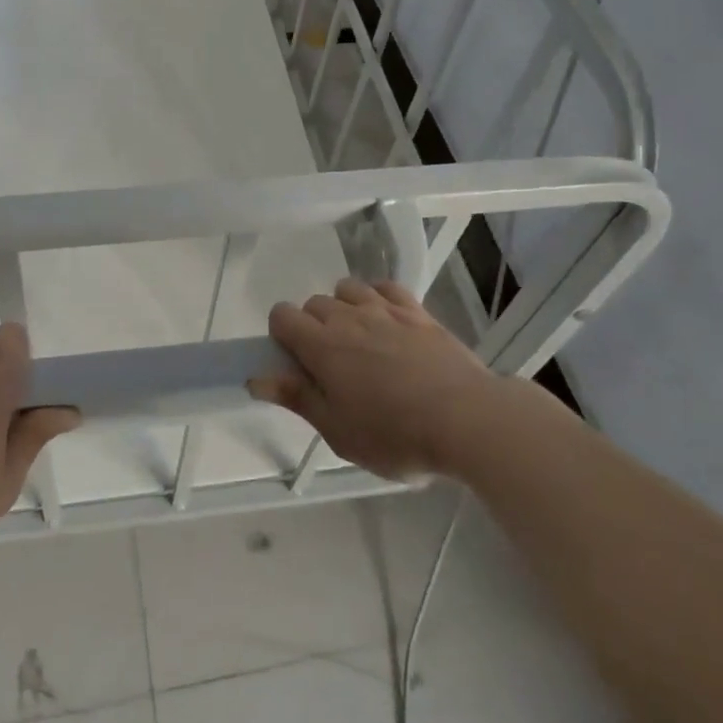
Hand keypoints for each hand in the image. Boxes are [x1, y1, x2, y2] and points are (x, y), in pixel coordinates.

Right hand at [248, 278, 504, 479]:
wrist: (466, 418)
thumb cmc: (395, 435)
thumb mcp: (338, 431)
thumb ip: (297, 398)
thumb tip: (256, 378)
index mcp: (321, 345)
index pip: (282, 315)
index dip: (282, 335)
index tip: (298, 364)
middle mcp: (347, 317)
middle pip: (314, 303)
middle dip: (314, 327)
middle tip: (333, 367)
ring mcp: (384, 309)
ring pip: (348, 289)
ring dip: (345, 308)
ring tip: (361, 342)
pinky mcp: (417, 311)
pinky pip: (386, 287)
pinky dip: (379, 298)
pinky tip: (388, 323)